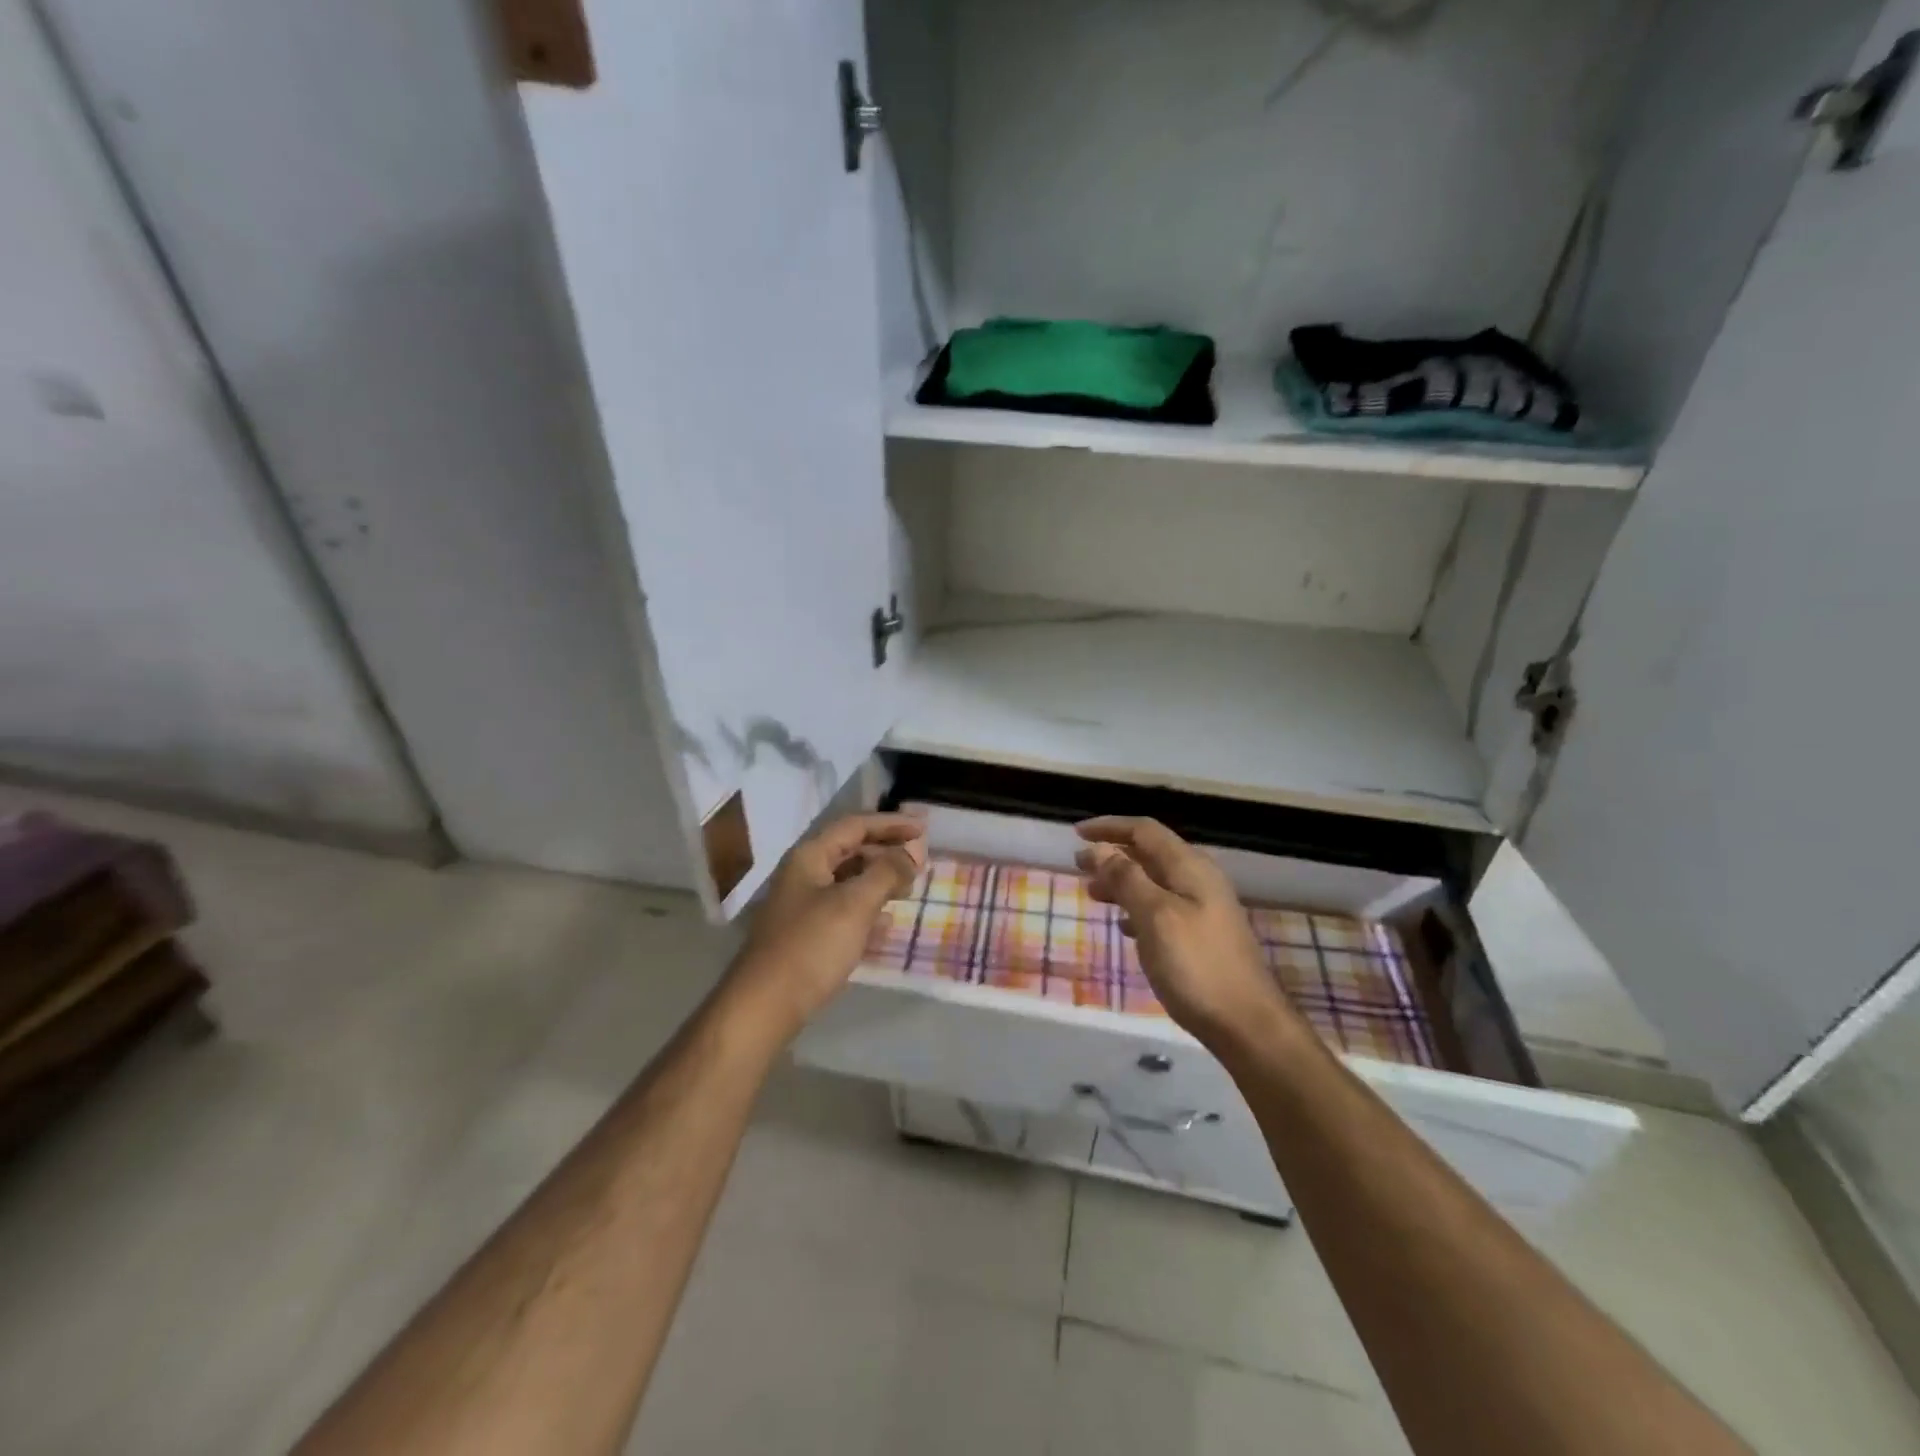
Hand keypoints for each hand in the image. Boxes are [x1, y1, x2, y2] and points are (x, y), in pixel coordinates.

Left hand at [725, 811, 927, 1036]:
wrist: (766, 1005)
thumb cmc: (812, 946)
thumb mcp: (855, 903)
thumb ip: (887, 873)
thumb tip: (911, 854)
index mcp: (810, 856)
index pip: (855, 826)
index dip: (890, 824)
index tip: (923, 829)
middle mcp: (804, 874)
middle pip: (851, 850)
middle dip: (886, 851)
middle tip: (920, 860)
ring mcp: (803, 905)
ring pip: (848, 880)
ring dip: (879, 879)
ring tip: (908, 888)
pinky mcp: (807, 934)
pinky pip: (844, 908)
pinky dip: (868, 907)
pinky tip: (886, 921)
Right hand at [1075, 817, 1300, 1052]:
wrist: (1248, 1025)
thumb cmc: (1196, 966)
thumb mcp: (1155, 917)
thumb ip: (1127, 879)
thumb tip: (1100, 848)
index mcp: (1189, 867)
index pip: (1145, 831)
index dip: (1110, 826)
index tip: (1076, 834)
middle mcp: (1199, 879)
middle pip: (1150, 853)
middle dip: (1113, 854)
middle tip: (1079, 865)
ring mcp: (1204, 908)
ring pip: (1155, 881)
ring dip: (1122, 881)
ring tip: (1093, 893)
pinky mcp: (1202, 935)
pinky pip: (1162, 907)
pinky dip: (1137, 907)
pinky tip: (1124, 926)